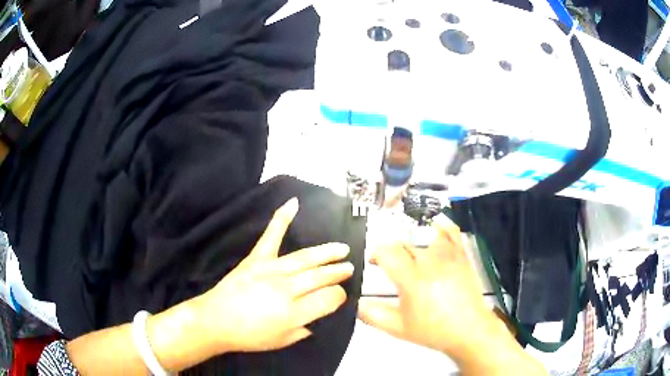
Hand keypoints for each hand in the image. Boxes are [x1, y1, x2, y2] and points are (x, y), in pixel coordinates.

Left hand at [196, 198, 353, 352]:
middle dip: (337, 272)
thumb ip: (304, 329)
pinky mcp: (255, 259)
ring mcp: (269, 270)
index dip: (339, 296)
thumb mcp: (282, 341)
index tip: (340, 295)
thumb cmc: (249, 336)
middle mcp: (284, 289)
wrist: (214, 321)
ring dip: (326, 252)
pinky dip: (281, 219)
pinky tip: (293, 203)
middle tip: (349, 268)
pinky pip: (270, 236)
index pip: (328, 298)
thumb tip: (317, 314)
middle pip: (319, 276)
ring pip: (304, 258)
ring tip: (342, 249)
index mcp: (292, 313)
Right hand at [358, 215, 495, 356]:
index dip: (376, 253)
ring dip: (413, 242)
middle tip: (391, 264)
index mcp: (412, 280)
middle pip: (404, 244)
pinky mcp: (462, 256)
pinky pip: (452, 233)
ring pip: (425, 236)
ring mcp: (448, 257)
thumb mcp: (398, 328)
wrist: (469, 330)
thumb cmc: (433, 330)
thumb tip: (357, 302)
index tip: (374, 262)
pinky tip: (435, 228)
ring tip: (410, 253)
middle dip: (392, 251)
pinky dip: (442, 227)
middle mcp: (430, 262)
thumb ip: (373, 315)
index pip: (387, 252)